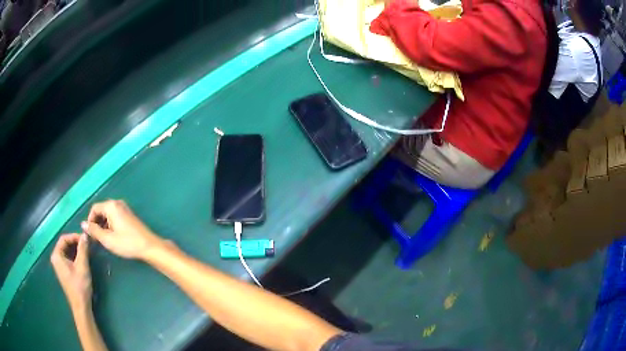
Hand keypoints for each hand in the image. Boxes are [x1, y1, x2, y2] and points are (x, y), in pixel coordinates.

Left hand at [51, 234, 91, 309]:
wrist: (81, 306)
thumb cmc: (80, 286)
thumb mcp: (82, 266)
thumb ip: (83, 249)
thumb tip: (85, 234)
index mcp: (57, 255)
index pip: (64, 238)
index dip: (74, 237)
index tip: (85, 239)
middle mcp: (56, 258)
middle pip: (65, 244)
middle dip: (76, 243)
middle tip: (87, 245)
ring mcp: (60, 265)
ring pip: (68, 251)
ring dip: (77, 250)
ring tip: (87, 251)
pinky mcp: (64, 271)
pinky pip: (69, 258)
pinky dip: (76, 256)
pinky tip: (84, 259)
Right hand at [81, 200, 162, 259]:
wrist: (149, 246)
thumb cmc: (127, 243)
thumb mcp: (107, 239)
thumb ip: (94, 231)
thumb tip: (83, 224)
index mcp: (111, 205)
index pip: (94, 209)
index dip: (90, 221)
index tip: (91, 234)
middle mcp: (117, 203)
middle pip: (101, 211)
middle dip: (96, 223)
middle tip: (96, 238)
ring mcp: (124, 208)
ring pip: (107, 215)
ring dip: (103, 225)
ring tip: (103, 239)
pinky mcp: (129, 215)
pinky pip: (114, 217)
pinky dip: (110, 225)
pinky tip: (112, 237)